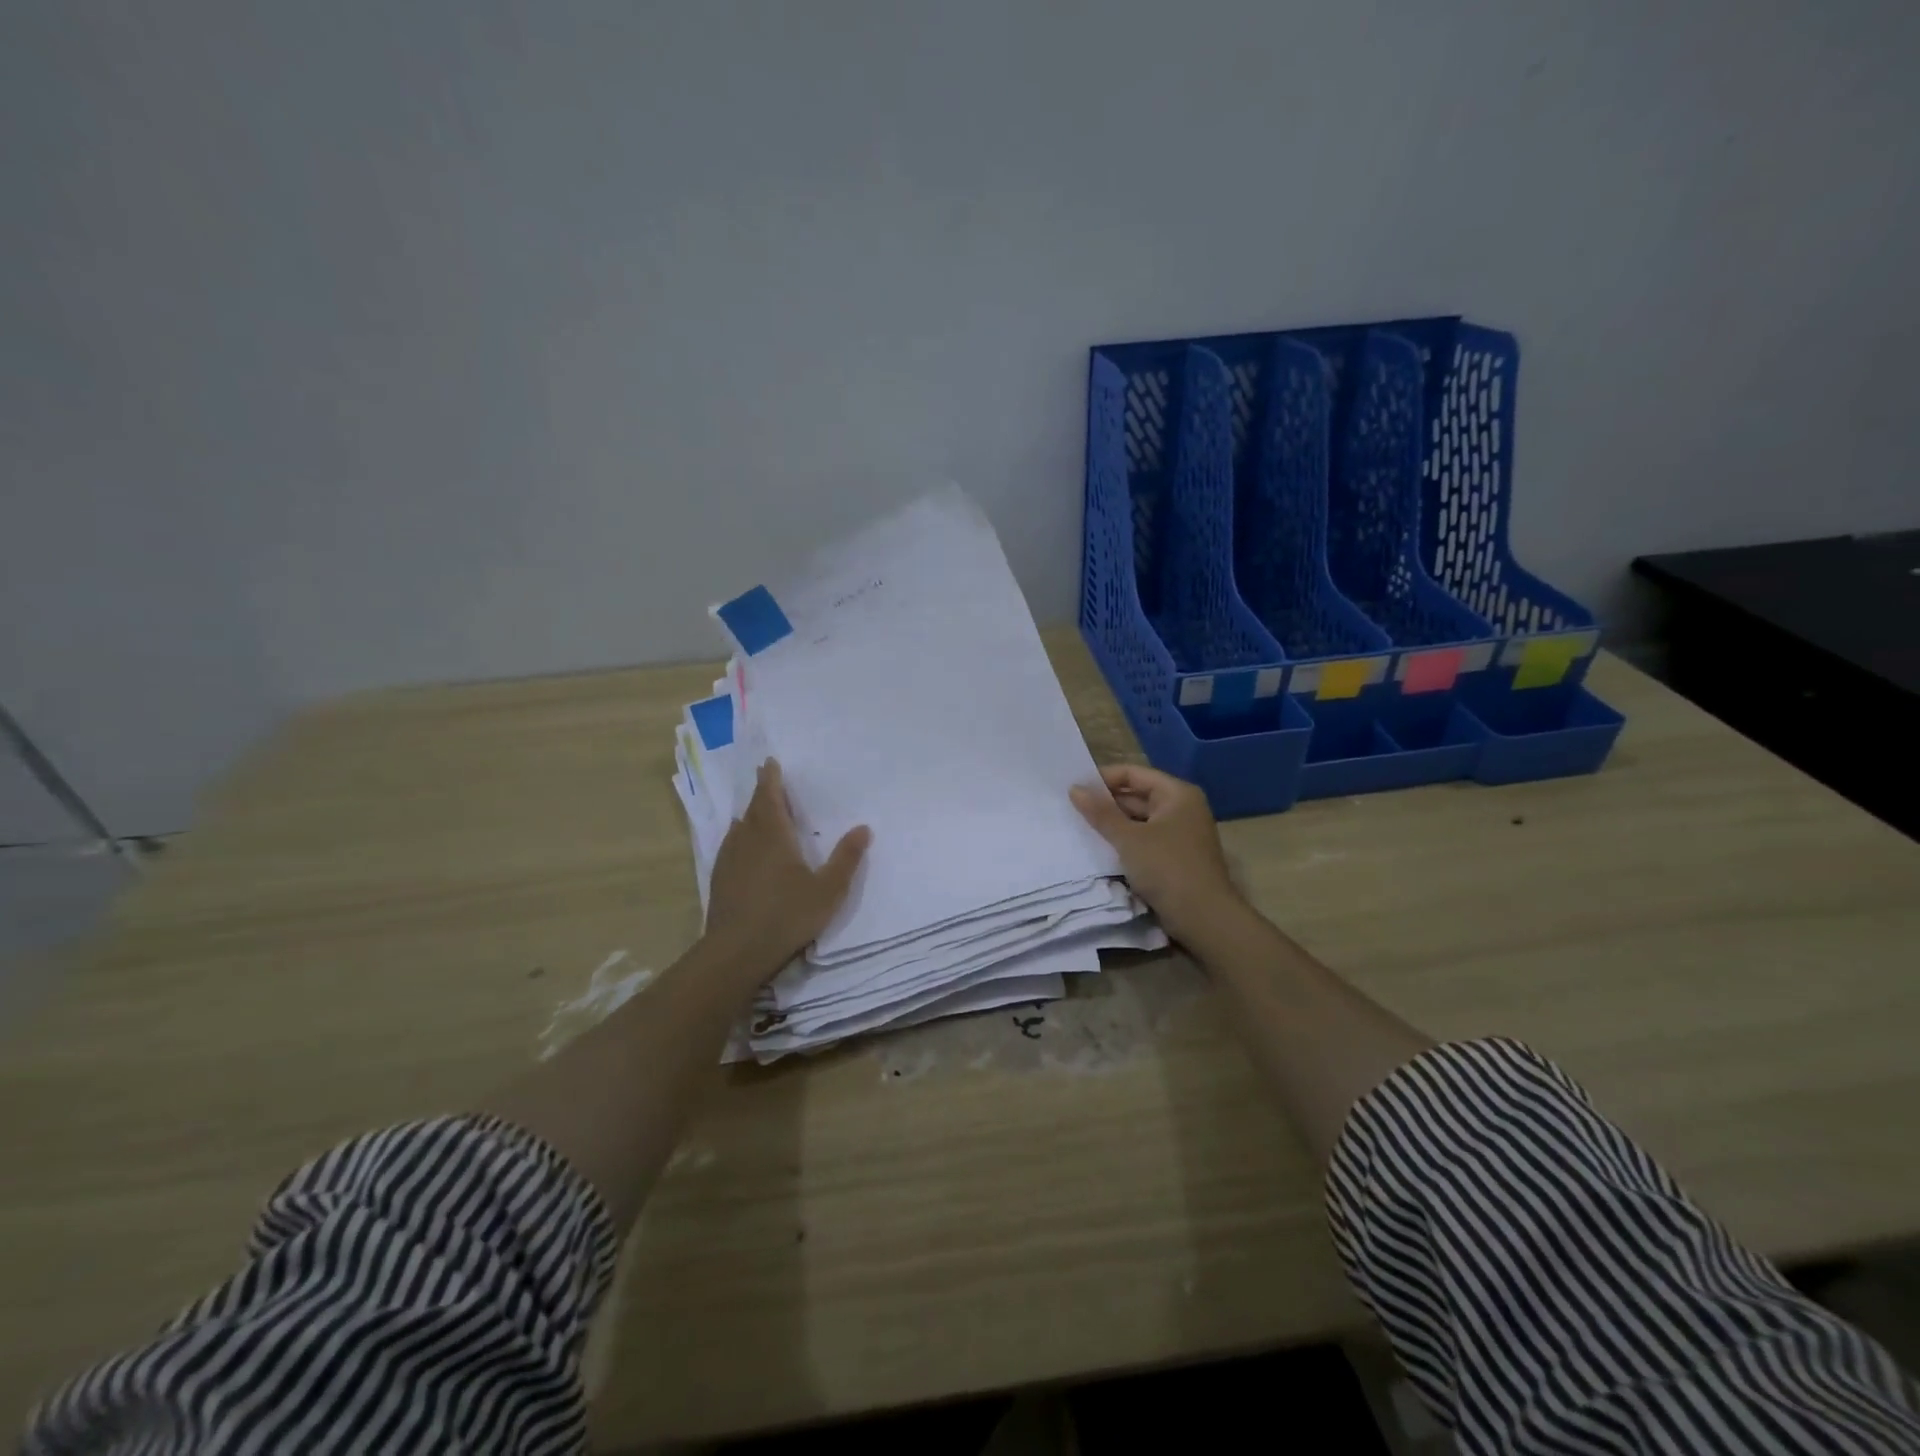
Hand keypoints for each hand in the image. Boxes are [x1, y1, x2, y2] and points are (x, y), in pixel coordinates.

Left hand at [705, 759, 870, 980]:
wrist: (736, 951)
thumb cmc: (787, 915)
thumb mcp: (828, 889)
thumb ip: (846, 858)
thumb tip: (863, 827)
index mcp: (773, 835)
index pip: (769, 797)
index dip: (770, 779)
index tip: (770, 763)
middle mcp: (747, 840)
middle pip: (753, 809)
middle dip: (761, 793)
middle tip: (767, 780)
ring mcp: (729, 859)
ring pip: (739, 827)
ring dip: (750, 815)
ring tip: (758, 811)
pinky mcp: (720, 879)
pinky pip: (731, 846)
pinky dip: (739, 837)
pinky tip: (743, 848)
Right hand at [1070, 764, 1242, 946]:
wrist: (1204, 917)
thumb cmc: (1168, 868)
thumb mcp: (1129, 838)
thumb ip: (1101, 813)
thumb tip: (1075, 789)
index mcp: (1177, 794)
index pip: (1133, 773)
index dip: (1103, 778)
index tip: (1074, 788)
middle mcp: (1181, 808)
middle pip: (1137, 795)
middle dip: (1106, 802)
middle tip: (1071, 807)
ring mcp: (1180, 833)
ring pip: (1139, 820)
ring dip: (1113, 823)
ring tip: (1079, 826)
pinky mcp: (1175, 856)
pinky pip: (1144, 839)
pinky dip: (1124, 841)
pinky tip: (1100, 847)